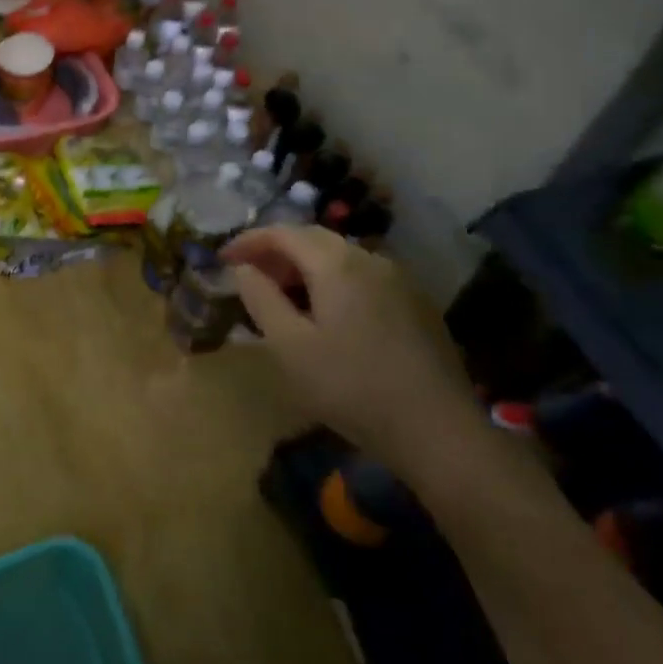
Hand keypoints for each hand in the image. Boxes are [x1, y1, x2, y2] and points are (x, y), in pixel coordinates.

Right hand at [221, 227, 477, 471]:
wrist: (439, 431)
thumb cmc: (352, 387)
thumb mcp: (290, 347)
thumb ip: (260, 299)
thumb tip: (243, 269)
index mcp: (336, 263)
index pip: (283, 232)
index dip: (248, 241)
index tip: (223, 259)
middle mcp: (369, 259)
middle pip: (313, 240)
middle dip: (276, 252)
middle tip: (250, 278)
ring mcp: (399, 280)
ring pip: (341, 258)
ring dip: (305, 269)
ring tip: (284, 299)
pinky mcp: (417, 304)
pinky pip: (363, 278)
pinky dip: (334, 283)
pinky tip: (328, 317)